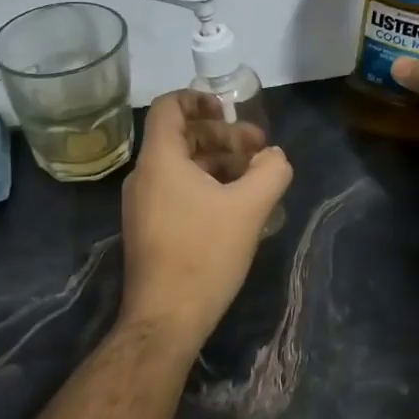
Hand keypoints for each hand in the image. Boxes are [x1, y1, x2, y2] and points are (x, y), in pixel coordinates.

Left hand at [120, 90, 292, 342]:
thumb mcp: (249, 208)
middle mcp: (144, 176)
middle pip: (182, 137)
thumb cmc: (204, 255)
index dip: (199, 99)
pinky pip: (177, 191)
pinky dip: (206, 187)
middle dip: (223, 137)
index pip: (169, 107)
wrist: (165, 319)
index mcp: (160, 160)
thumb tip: (275, 157)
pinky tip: (235, 208)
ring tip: (255, 180)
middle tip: (260, 151)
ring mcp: (143, 205)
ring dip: (218, 163)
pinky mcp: (149, 229)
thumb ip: (270, 171)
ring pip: (182, 167)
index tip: (230, 111)